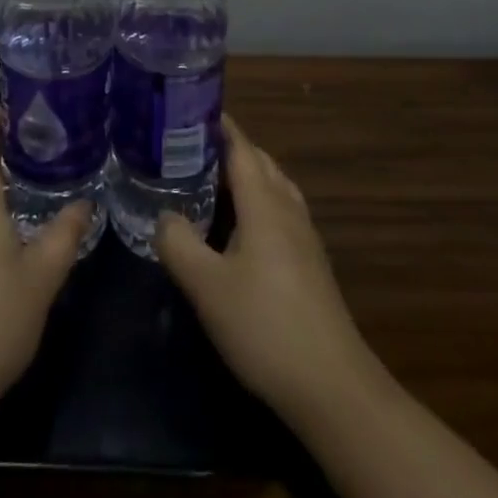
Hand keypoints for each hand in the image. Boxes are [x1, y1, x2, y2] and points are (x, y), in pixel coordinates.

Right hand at [156, 115, 382, 428]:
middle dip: (226, 147)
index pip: (240, 146)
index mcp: (264, 201)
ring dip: (243, 175)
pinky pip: (279, 211)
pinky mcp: (310, 263)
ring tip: (208, 181)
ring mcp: (304, 236)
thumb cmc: (265, 326)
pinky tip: (237, 228)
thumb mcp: (206, 286)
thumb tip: (164, 216)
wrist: (333, 387)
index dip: (216, 125)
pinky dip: (255, 202)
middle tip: (186, 147)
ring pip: (272, 186)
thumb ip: (178, 243)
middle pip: (258, 161)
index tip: (187, 109)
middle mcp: (287, 208)